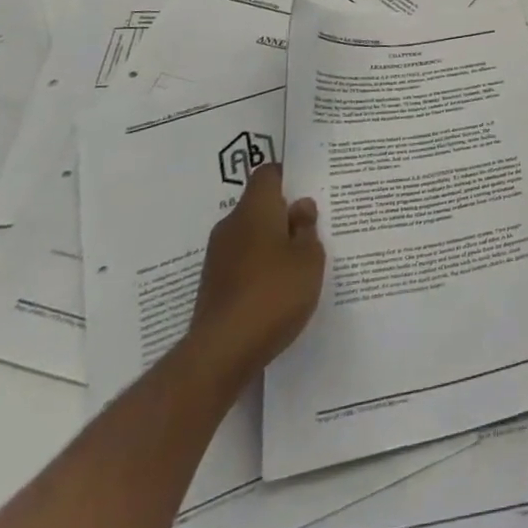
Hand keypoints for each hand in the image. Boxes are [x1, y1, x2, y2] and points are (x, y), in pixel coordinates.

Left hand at [184, 162, 324, 385]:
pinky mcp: (213, 285)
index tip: (309, 188)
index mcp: (255, 209)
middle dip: (284, 213)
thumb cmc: (274, 293)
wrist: (221, 353)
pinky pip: (242, 262)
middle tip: (314, 226)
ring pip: (251, 235)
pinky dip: (260, 267)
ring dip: (273, 242)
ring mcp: (218, 257)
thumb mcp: (309, 258)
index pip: (268, 174)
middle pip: (260, 205)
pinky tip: (279, 288)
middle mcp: (231, 225)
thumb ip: (307, 229)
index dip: (288, 176)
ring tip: (301, 261)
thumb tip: (300, 207)